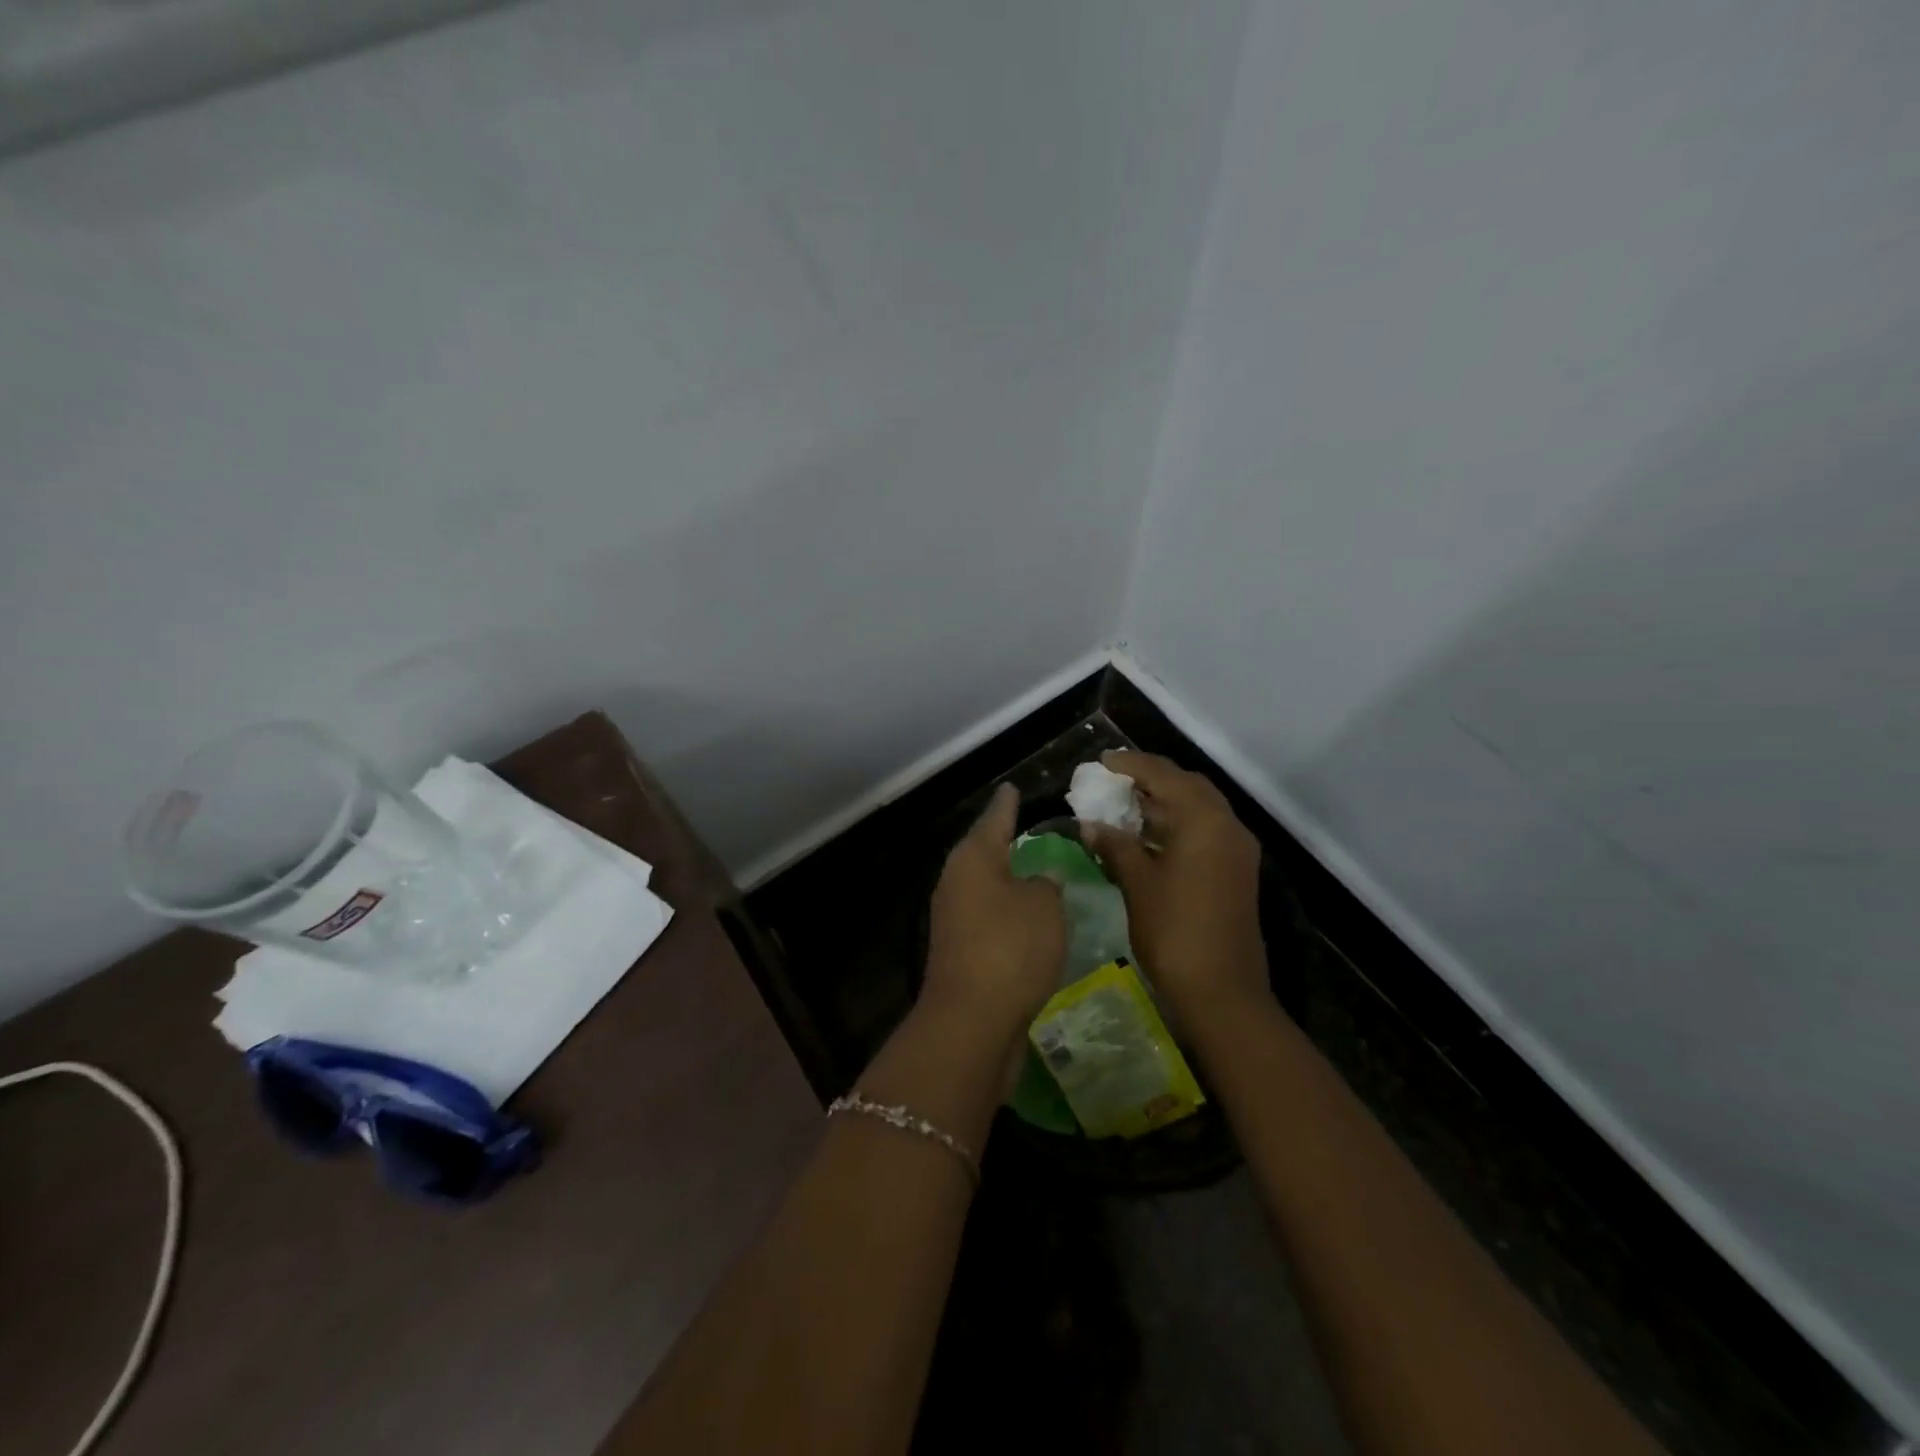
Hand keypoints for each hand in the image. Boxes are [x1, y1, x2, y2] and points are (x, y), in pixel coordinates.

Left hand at [921, 784, 1065, 1048]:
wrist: (972, 1020)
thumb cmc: (1011, 948)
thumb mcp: (1044, 906)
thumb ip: (1047, 883)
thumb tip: (1042, 877)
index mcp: (973, 858)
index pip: (996, 817)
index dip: (1008, 803)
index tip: (1013, 787)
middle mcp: (956, 882)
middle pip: (984, 851)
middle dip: (1006, 840)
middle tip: (1032, 825)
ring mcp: (954, 918)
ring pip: (986, 886)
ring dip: (1008, 878)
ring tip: (1036, 868)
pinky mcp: (960, 950)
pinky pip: (989, 917)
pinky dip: (1008, 911)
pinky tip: (1028, 916)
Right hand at [1081, 751, 1269, 1039]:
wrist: (1222, 991)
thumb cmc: (1174, 931)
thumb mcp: (1137, 883)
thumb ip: (1114, 845)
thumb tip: (1090, 824)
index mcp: (1204, 820)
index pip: (1164, 775)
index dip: (1131, 764)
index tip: (1102, 761)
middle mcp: (1227, 826)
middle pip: (1187, 786)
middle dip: (1152, 778)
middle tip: (1116, 780)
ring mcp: (1236, 850)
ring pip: (1199, 809)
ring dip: (1165, 802)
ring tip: (1126, 805)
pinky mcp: (1236, 871)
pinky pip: (1205, 831)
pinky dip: (1177, 824)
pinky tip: (1148, 837)